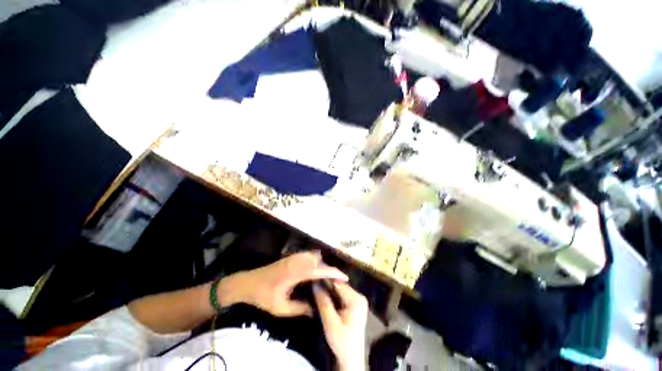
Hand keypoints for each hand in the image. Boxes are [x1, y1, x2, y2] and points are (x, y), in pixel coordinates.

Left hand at [217, 252, 347, 316]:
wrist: (248, 282)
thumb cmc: (264, 296)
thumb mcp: (281, 307)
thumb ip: (300, 309)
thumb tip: (315, 310)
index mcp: (296, 272)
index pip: (319, 270)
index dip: (333, 273)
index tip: (344, 277)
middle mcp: (297, 261)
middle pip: (319, 261)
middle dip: (329, 269)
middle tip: (336, 280)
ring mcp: (294, 257)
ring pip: (314, 256)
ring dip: (322, 264)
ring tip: (327, 277)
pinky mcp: (291, 256)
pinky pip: (308, 255)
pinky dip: (316, 261)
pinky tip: (315, 271)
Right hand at [314, 282, 367, 370]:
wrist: (351, 359)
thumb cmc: (342, 342)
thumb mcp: (330, 323)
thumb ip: (323, 302)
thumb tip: (315, 283)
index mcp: (356, 299)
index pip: (339, 283)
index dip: (325, 278)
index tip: (313, 276)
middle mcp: (359, 296)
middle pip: (340, 285)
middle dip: (326, 284)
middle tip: (313, 282)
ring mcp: (358, 299)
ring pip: (340, 289)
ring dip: (329, 289)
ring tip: (316, 286)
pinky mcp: (355, 304)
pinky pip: (342, 294)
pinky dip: (333, 294)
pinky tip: (324, 294)